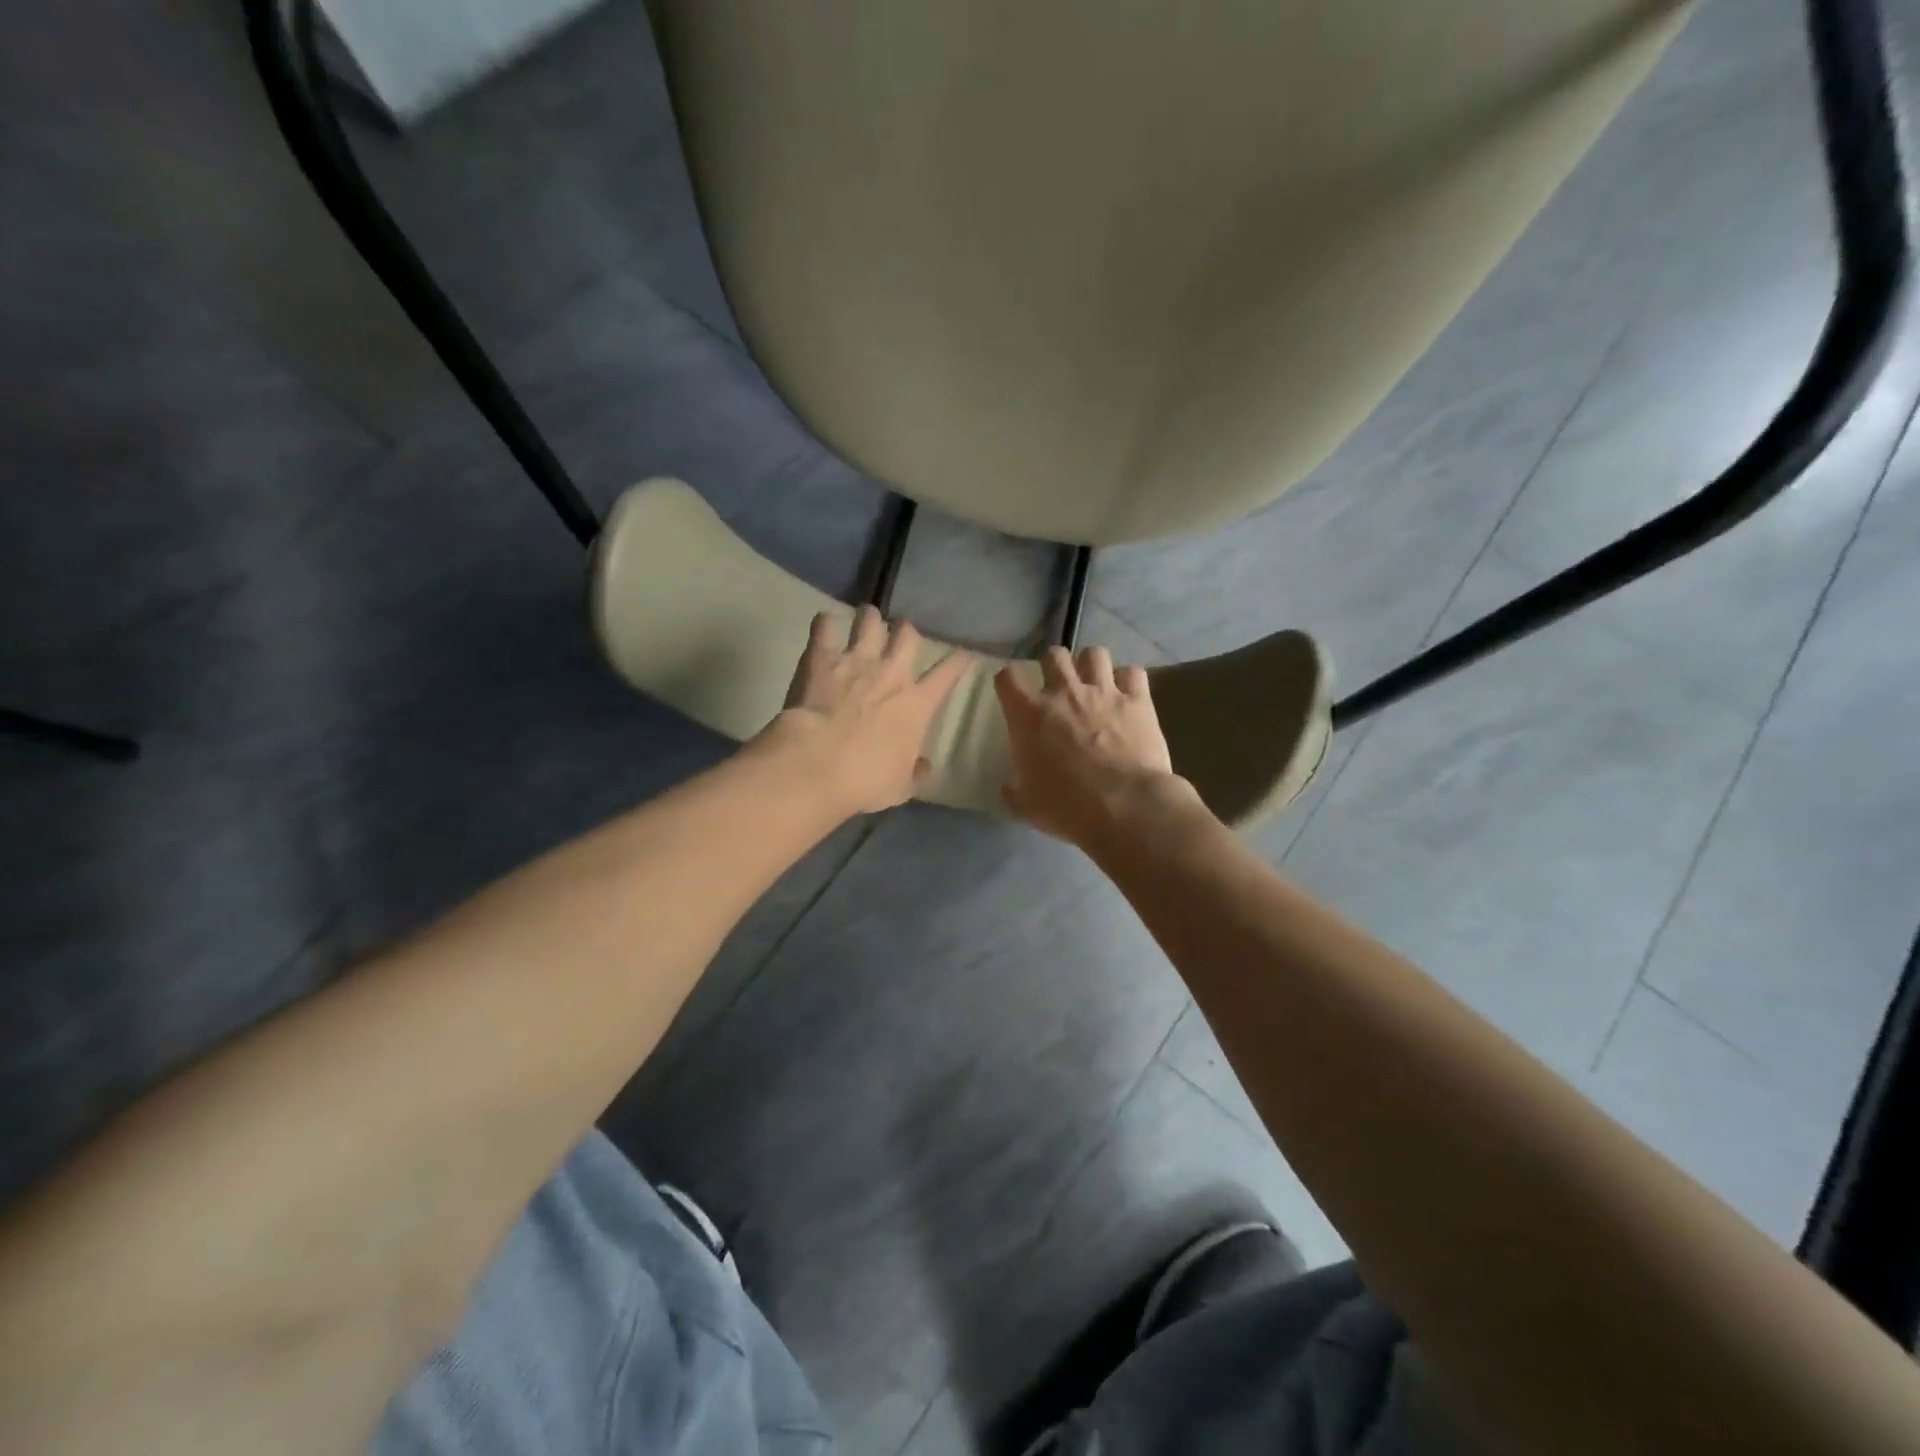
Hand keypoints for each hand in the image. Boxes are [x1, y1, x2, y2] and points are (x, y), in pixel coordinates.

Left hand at [763, 605, 972, 814]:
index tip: (964, 656)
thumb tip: (925, 766)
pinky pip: (824, 625)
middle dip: (907, 632)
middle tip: (900, 637)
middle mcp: (891, 673)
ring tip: (866, 619)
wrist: (818, 763)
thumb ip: (915, 772)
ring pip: (870, 620)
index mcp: (917, 703)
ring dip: (870, 618)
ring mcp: (856, 660)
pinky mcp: (821, 657)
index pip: (948, 673)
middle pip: (908, 634)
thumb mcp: (901, 787)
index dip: (959, 661)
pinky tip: (824, 625)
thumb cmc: (866, 779)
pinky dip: (825, 623)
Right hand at [994, 646, 1196, 847]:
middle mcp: (1064, 693)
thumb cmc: (1067, 807)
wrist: (1124, 807)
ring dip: (1092, 666)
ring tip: (1094, 683)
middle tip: (1058, 686)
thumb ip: (1013, 790)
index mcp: (1029, 714)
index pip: (1008, 677)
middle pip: (1054, 655)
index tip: (1012, 694)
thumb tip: (1009, 787)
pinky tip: (1128, 695)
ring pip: (1095, 654)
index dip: (1008, 682)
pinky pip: (1133, 673)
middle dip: (1053, 665)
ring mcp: (1104, 692)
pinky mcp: (1138, 700)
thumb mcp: (1026, 805)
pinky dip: (1129, 680)